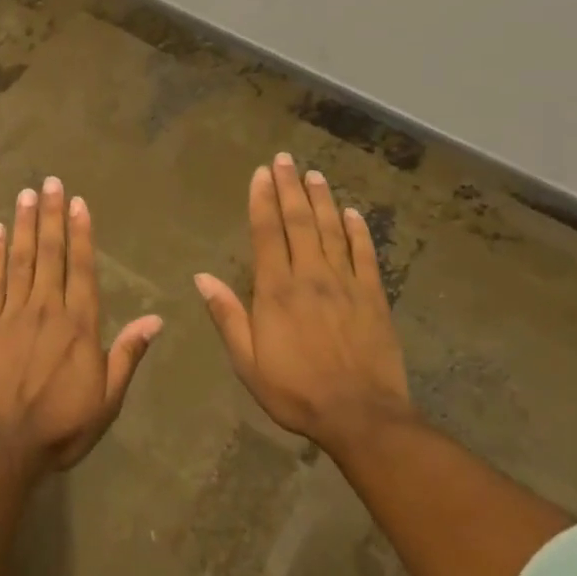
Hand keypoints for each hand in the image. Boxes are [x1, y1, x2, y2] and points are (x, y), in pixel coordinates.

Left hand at [0, 178, 162, 475]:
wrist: (3, 447)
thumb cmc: (61, 426)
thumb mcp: (107, 398)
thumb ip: (128, 354)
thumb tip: (157, 319)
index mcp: (79, 324)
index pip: (81, 268)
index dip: (80, 233)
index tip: (77, 202)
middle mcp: (46, 308)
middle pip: (50, 253)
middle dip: (51, 215)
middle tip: (49, 181)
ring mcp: (12, 313)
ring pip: (21, 259)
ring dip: (25, 224)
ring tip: (26, 194)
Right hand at [195, 153, 412, 455]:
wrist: (361, 416)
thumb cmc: (295, 391)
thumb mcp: (248, 362)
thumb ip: (227, 316)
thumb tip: (202, 277)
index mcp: (277, 290)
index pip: (268, 233)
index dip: (263, 200)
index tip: (261, 174)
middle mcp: (310, 276)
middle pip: (299, 221)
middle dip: (290, 187)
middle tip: (285, 159)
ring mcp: (345, 283)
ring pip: (331, 230)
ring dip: (321, 199)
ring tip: (314, 174)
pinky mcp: (374, 296)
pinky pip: (365, 254)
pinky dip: (358, 230)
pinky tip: (351, 212)